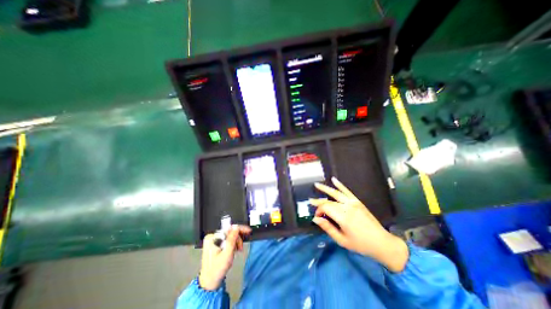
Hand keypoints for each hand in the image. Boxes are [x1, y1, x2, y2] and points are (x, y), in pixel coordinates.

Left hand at [199, 224, 250, 288]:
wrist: (209, 283)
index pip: (228, 229)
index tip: (248, 231)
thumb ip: (232, 239)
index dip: (239, 229)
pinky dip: (232, 244)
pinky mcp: (215, 244)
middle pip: (230, 232)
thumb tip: (236, 227)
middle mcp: (212, 237)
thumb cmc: (217, 269)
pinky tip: (233, 250)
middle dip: (237, 239)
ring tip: (237, 251)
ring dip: (235, 242)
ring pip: (230, 236)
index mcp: (212, 238)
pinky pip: (227, 239)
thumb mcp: (227, 254)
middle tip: (240, 248)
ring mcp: (213, 240)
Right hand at [309, 178, 407, 270]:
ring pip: (336, 193)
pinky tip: (334, 180)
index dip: (319, 211)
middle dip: (320, 202)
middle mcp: (347, 207)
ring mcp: (353, 203)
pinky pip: (347, 191)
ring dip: (325, 188)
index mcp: (343, 217)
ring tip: (317, 185)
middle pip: (329, 201)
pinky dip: (340, 185)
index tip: (317, 217)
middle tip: (311, 201)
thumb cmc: (360, 244)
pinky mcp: (357, 201)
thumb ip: (328, 228)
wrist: (382, 242)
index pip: (326, 208)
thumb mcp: (342, 240)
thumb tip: (315, 219)